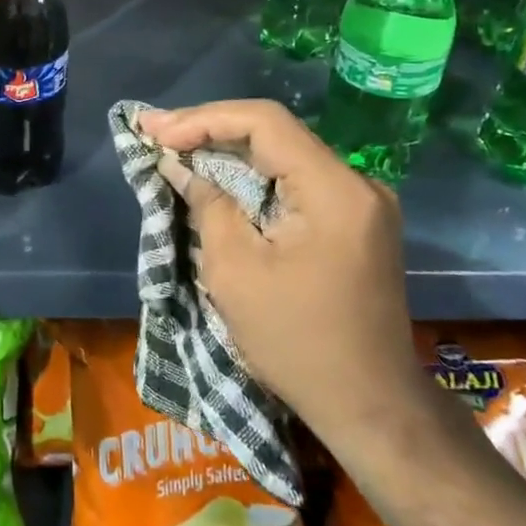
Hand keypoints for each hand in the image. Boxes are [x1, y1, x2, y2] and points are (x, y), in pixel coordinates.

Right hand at [136, 99, 428, 460]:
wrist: (370, 406)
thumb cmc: (297, 342)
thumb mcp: (236, 271)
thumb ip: (207, 203)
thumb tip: (178, 163)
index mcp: (334, 190)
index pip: (265, 123)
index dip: (204, 119)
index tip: (157, 132)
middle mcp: (357, 183)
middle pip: (275, 132)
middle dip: (210, 129)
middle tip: (154, 130)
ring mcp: (361, 201)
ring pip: (283, 153)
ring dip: (228, 149)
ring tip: (173, 144)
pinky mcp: (356, 220)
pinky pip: (296, 179)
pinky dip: (253, 175)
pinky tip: (216, 174)